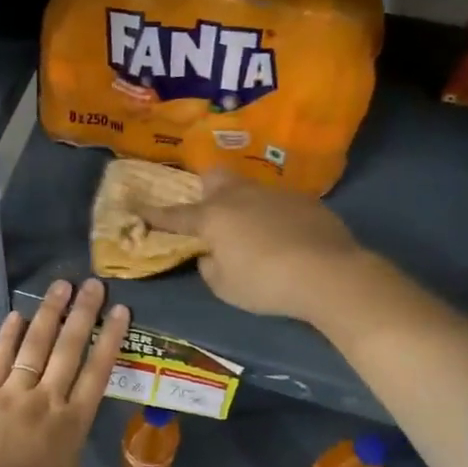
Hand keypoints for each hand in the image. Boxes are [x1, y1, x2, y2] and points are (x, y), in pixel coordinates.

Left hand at [0, 278, 129, 466]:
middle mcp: (46, 399)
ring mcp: (12, 393)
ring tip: (61, 285)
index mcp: (72, 423)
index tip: (120, 310)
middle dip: (83, 313)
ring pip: (35, 345)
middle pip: (69, 348)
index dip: (110, 338)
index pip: (97, 371)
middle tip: (93, 284)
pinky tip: (17, 315)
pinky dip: (8, 336)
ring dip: (49, 314)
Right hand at [142, 169, 360, 320]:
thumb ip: (209, 267)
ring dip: (243, 204)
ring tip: (252, 229)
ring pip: (249, 188)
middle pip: (215, 178)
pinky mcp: (305, 201)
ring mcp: (275, 194)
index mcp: (213, 217)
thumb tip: (210, 255)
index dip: (155, 214)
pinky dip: (273, 216)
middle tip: (209, 211)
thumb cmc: (265, 283)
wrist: (329, 273)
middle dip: (205, 189)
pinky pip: (278, 202)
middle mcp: (240, 197)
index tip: (138, 209)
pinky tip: (284, 237)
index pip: (176, 215)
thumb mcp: (225, 287)